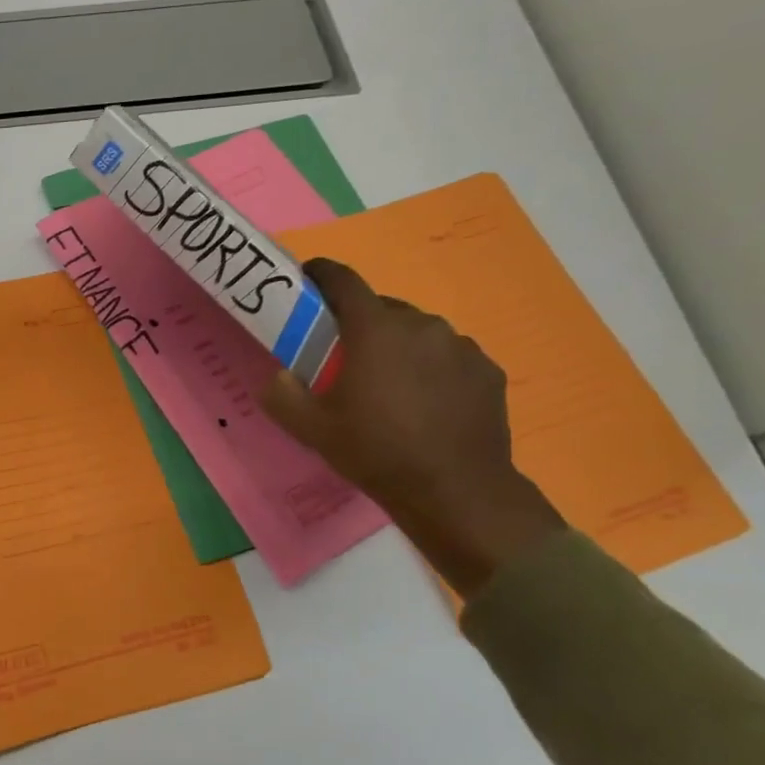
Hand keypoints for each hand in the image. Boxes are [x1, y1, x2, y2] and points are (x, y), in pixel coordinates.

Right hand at [262, 258, 563, 595]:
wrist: (456, 491)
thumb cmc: (376, 452)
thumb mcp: (311, 429)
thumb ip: (282, 395)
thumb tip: (277, 376)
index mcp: (375, 330)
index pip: (343, 280)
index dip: (321, 274)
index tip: (306, 280)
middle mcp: (421, 325)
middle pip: (380, 308)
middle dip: (358, 323)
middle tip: (343, 357)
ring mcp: (460, 346)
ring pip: (416, 332)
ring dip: (397, 346)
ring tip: (387, 385)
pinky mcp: (486, 370)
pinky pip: (448, 356)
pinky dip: (430, 367)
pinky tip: (424, 402)